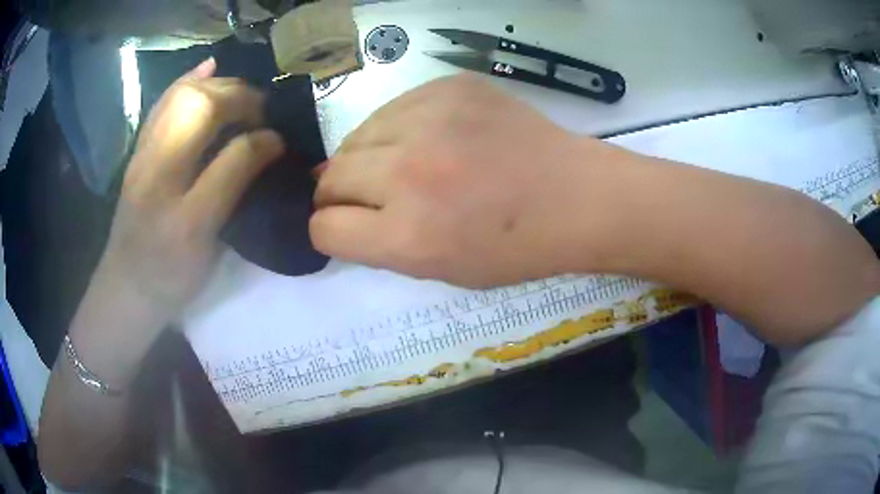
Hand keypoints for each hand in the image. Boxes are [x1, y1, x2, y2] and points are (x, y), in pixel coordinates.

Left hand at [97, 58, 284, 320]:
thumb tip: (270, 144)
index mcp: (177, 201)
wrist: (126, 287)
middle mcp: (156, 165)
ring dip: (218, 84)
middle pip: (199, 105)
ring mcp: (143, 153)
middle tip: (263, 111)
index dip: (261, 138)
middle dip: (239, 97)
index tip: (280, 141)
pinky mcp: (139, 150)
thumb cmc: (170, 276)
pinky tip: (207, 68)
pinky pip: (164, 103)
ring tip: (243, 92)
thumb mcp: (208, 244)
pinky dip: (188, 79)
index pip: (227, 152)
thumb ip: (235, 187)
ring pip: (181, 97)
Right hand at [311, 75, 629, 286]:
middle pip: (330, 177)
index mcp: (408, 236)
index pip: (324, 227)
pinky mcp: (448, 87)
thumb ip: (378, 242)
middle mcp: (408, 172)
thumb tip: (333, 207)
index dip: (331, 229)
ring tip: (403, 165)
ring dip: (366, 157)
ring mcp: (429, 120)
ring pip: (354, 137)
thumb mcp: (438, 268)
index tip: (348, 224)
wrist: (574, 196)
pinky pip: (392, 109)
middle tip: (373, 196)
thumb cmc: (514, 247)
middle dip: (340, 193)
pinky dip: (396, 128)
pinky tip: (429, 139)